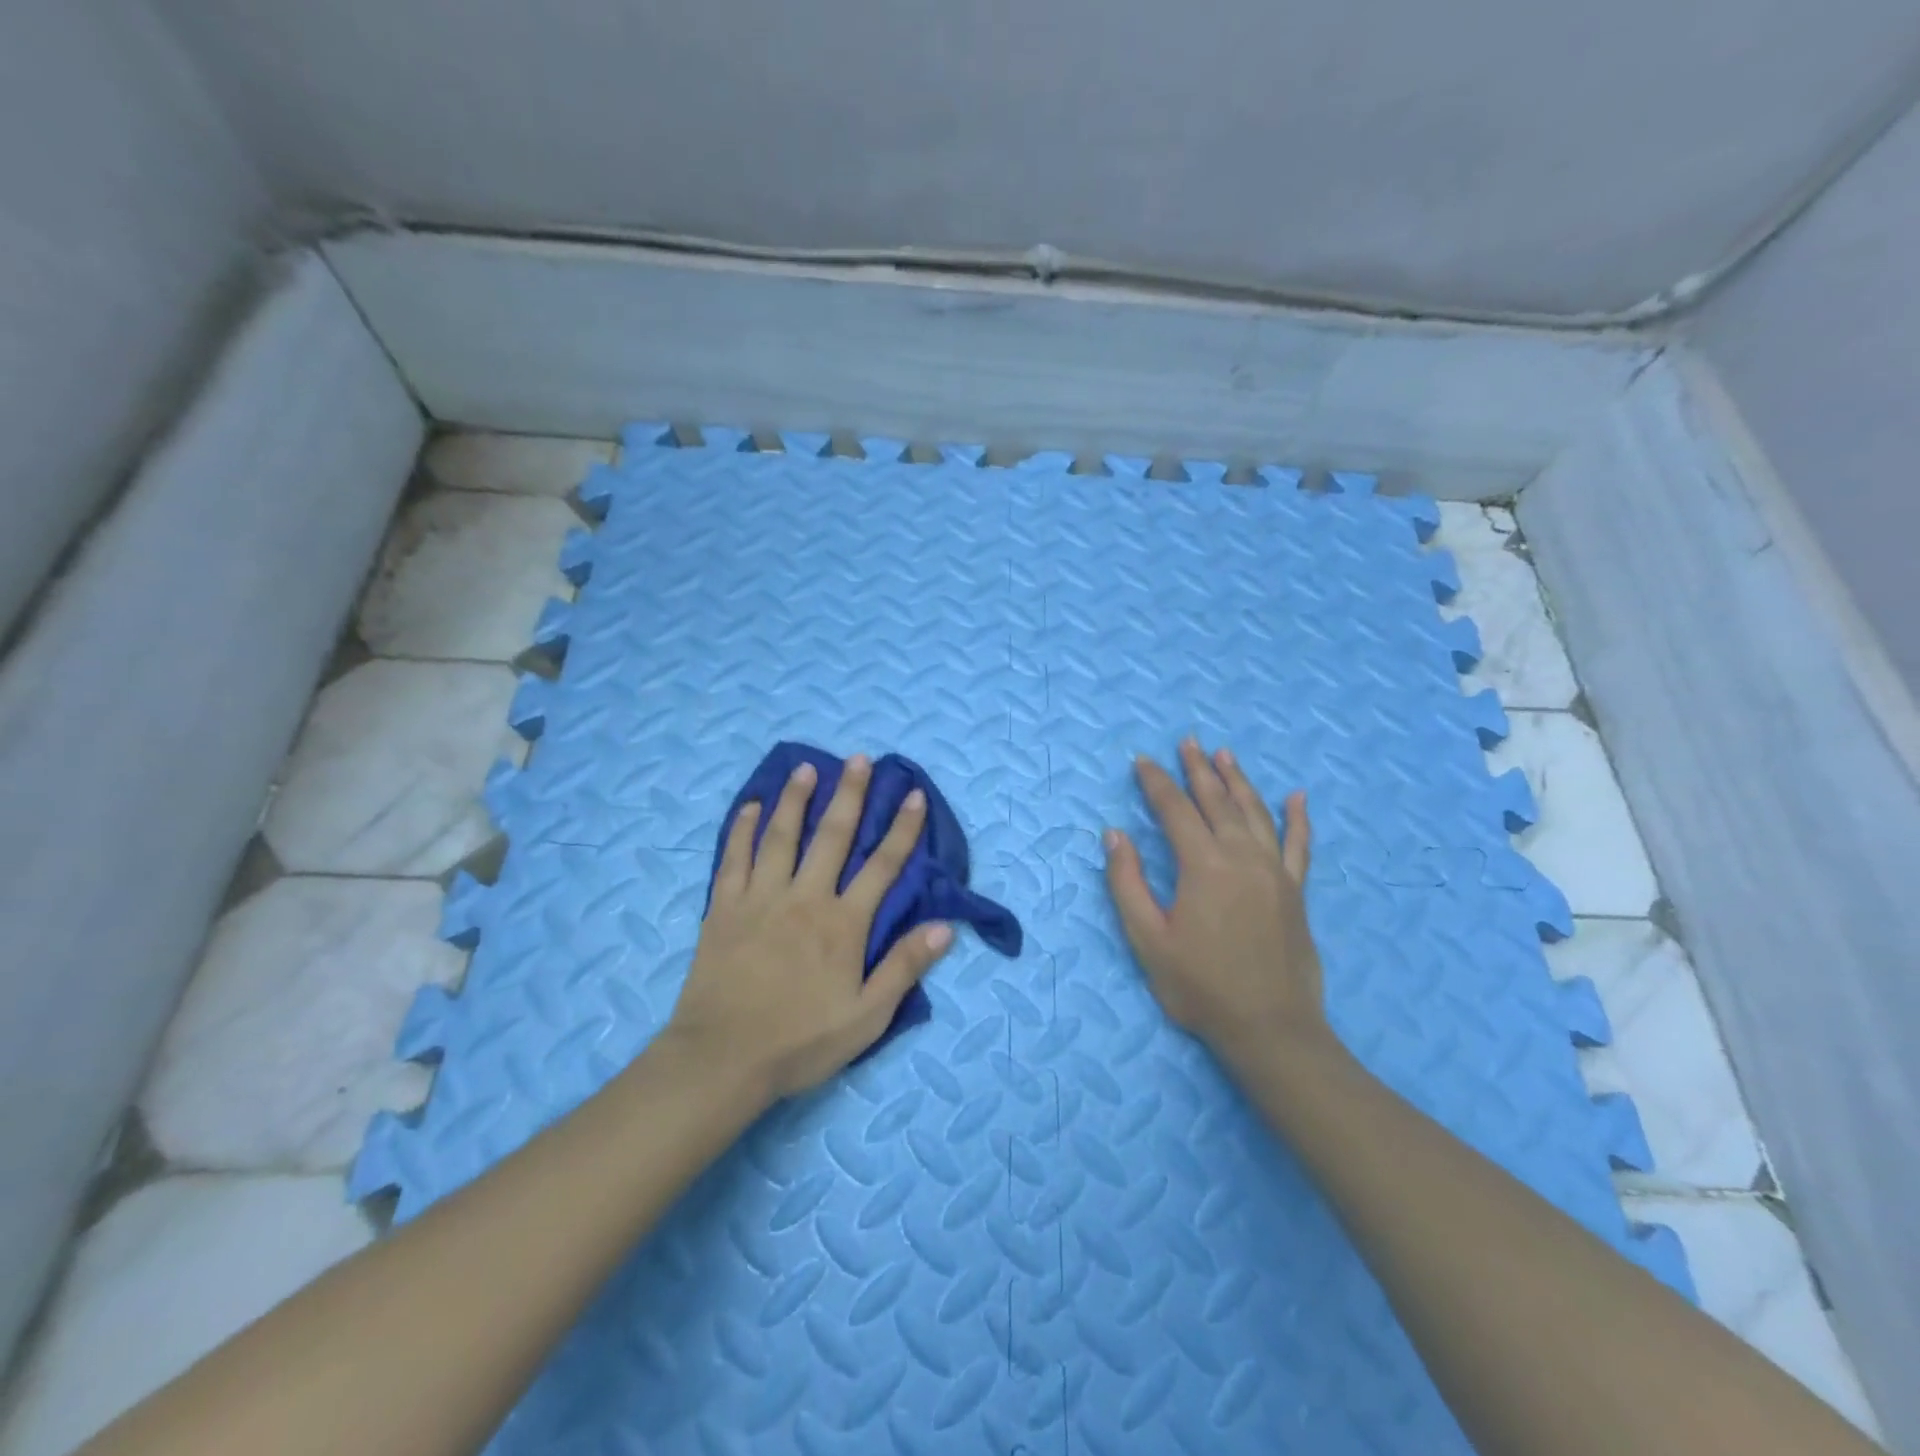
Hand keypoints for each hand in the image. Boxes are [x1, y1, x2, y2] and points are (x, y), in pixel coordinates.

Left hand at [666, 754, 953, 1100]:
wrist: (722, 1059)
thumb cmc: (800, 1042)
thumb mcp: (866, 1017)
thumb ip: (904, 968)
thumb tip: (945, 927)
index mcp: (842, 924)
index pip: (882, 866)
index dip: (902, 829)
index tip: (913, 794)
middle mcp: (805, 898)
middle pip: (833, 836)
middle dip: (850, 795)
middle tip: (858, 759)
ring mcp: (761, 898)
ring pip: (782, 836)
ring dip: (796, 799)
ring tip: (806, 768)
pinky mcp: (724, 908)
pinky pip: (734, 858)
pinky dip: (743, 829)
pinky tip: (751, 807)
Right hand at [1103, 738, 1331, 1068]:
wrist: (1270, 1029)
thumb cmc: (1200, 986)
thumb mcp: (1148, 939)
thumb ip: (1127, 882)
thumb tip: (1114, 834)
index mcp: (1203, 865)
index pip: (1175, 810)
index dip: (1156, 783)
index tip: (1142, 761)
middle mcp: (1242, 857)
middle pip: (1216, 801)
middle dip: (1198, 769)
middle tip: (1187, 742)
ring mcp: (1274, 872)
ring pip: (1255, 812)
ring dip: (1238, 781)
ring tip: (1225, 755)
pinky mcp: (1295, 891)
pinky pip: (1299, 844)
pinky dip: (1297, 818)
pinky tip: (1297, 797)